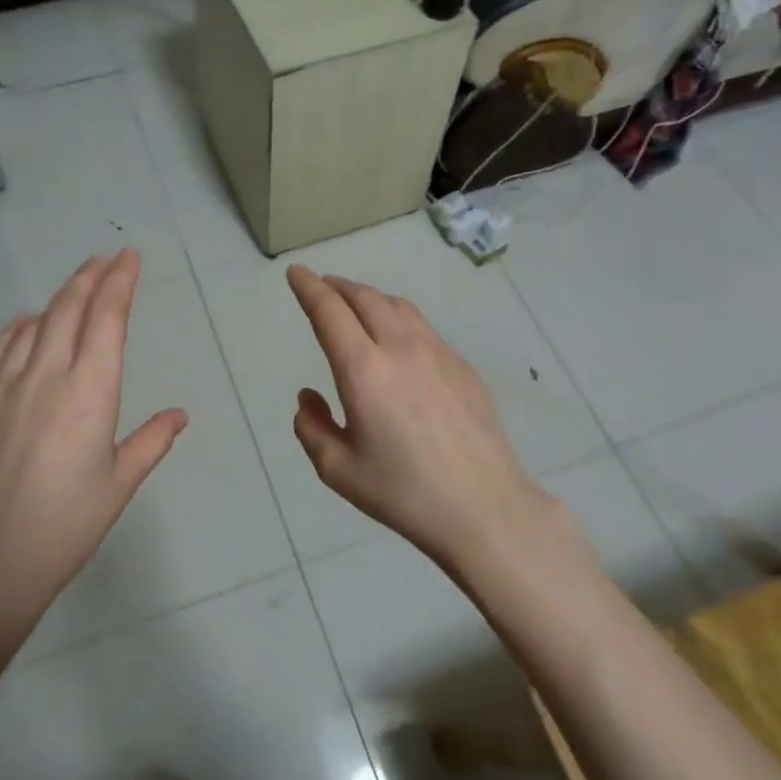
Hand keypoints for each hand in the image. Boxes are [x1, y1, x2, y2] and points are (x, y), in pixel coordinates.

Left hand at [0, 250, 186, 632]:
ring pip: (32, 325)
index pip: (107, 319)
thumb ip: (150, 441)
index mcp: (90, 392)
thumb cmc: (65, 526)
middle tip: (106, 259)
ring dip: (56, 301)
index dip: (119, 282)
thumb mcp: (119, 484)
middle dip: (90, 277)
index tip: (130, 258)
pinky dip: (14, 330)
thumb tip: (179, 415)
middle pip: (68, 309)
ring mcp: (1, 387)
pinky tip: (23, 327)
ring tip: (73, 291)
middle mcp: (45, 376)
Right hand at [286, 264, 555, 565]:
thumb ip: (311, 427)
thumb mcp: (338, 470)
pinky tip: (397, 340)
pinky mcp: (462, 366)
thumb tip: (309, 397)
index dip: (308, 287)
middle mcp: (400, 348)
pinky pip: (422, 328)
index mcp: (363, 370)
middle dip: (338, 286)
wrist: (484, 506)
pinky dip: (398, 318)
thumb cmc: (403, 492)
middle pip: (365, 298)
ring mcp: (438, 353)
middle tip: (322, 286)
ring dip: (369, 298)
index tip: (296, 273)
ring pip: (397, 306)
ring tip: (356, 305)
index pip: (329, 312)